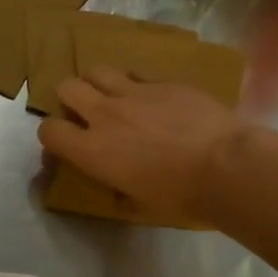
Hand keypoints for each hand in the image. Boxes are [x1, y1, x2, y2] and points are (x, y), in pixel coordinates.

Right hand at [37, 67, 251, 225]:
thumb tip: (114, 187)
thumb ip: (117, 192)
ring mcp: (135, 92)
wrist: (228, 166)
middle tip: (88, 114)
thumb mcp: (140, 206)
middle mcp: (106, 114)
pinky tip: (155, 101)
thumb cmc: (183, 197)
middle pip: (67, 87)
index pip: (49, 130)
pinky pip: (138, 75)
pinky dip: (137, 86)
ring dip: (99, 83)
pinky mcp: (165, 81)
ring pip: (98, 70)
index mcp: (93, 150)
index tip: (67, 145)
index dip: (53, 137)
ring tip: (115, 98)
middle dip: (70, 99)